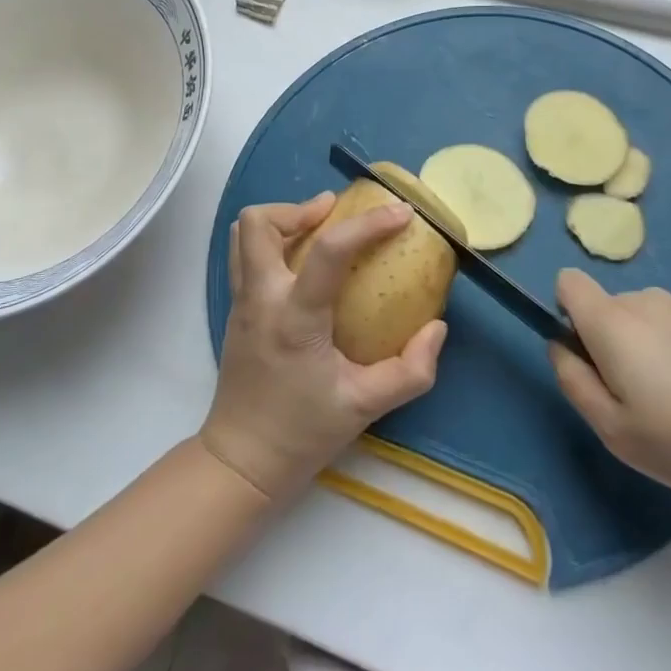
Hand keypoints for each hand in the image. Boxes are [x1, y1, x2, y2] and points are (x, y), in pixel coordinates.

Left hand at [200, 193, 446, 502]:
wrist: (242, 462)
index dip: (368, 225)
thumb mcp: (366, 407)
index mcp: (295, 319)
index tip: (400, 213)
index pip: (328, 252)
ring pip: (242, 234)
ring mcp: (240, 302)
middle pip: (258, 224)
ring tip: (318, 229)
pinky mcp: (234, 310)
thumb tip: (437, 328)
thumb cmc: (303, 433)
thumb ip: (410, 371)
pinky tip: (303, 264)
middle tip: (336, 214)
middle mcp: (260, 299)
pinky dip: (272, 242)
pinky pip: (244, 256)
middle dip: (298, 207)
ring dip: (280, 220)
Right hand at [550, 269, 670, 527]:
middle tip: (633, 406)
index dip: (564, 316)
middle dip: (604, 348)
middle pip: (601, 310)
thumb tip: (561, 346)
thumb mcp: (614, 429)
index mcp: (612, 320)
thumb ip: (573, 380)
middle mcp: (643, 301)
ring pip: (635, 325)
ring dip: (639, 359)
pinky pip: (666, 334)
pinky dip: (669, 362)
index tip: (588, 362)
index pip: (567, 283)